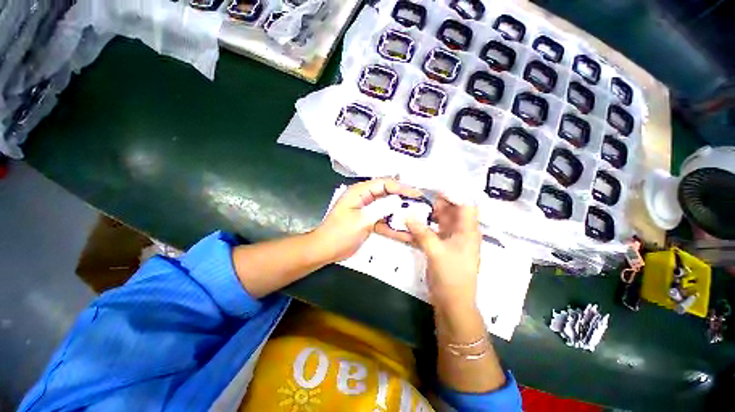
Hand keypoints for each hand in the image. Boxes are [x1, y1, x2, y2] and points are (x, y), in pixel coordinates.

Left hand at [313, 178, 422, 262]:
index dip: (402, 188)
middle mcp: (364, 198)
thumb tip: (399, 201)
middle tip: (420, 206)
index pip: (384, 183)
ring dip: (400, 215)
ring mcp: (367, 210)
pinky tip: (405, 234)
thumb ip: (381, 209)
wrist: (325, 250)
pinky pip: (383, 221)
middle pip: (388, 195)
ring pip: (387, 209)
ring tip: (417, 220)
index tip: (417, 195)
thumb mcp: (362, 220)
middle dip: (404, 201)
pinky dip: (393, 227)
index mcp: (359, 191)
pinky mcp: (368, 221)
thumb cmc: (340, 233)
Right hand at [405, 196, 480, 314]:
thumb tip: (407, 215)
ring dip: (431, 213)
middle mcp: (462, 232)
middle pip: (453, 210)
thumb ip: (421, 232)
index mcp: (468, 230)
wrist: (452, 302)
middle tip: (421, 193)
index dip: (454, 193)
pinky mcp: (442, 246)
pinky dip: (426, 225)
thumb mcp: (436, 251)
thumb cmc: (451, 275)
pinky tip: (414, 221)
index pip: (466, 204)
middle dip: (439, 201)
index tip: (437, 185)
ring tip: (415, 204)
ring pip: (442, 220)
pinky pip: (434, 230)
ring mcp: (452, 239)